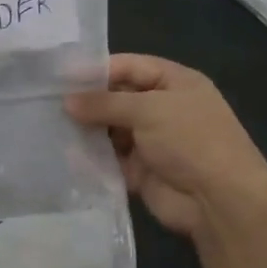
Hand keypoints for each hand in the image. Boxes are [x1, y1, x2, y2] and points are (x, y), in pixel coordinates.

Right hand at [65, 54, 266, 235]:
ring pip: (109, 128)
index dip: (96, 69)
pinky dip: (90, 156)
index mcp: (175, 83)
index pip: (129, 66)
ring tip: (49, 125)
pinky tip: (63, 152)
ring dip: (85, 129)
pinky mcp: (139, 170)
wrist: (220, 201)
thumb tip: (66, 101)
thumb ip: (104, 103)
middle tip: (46, 101)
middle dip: (86, 101)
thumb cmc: (191, 140)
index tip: (59, 76)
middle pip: (116, 97)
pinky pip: (109, 158)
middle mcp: (162, 108)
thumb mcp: (148, 110)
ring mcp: (151, 140)